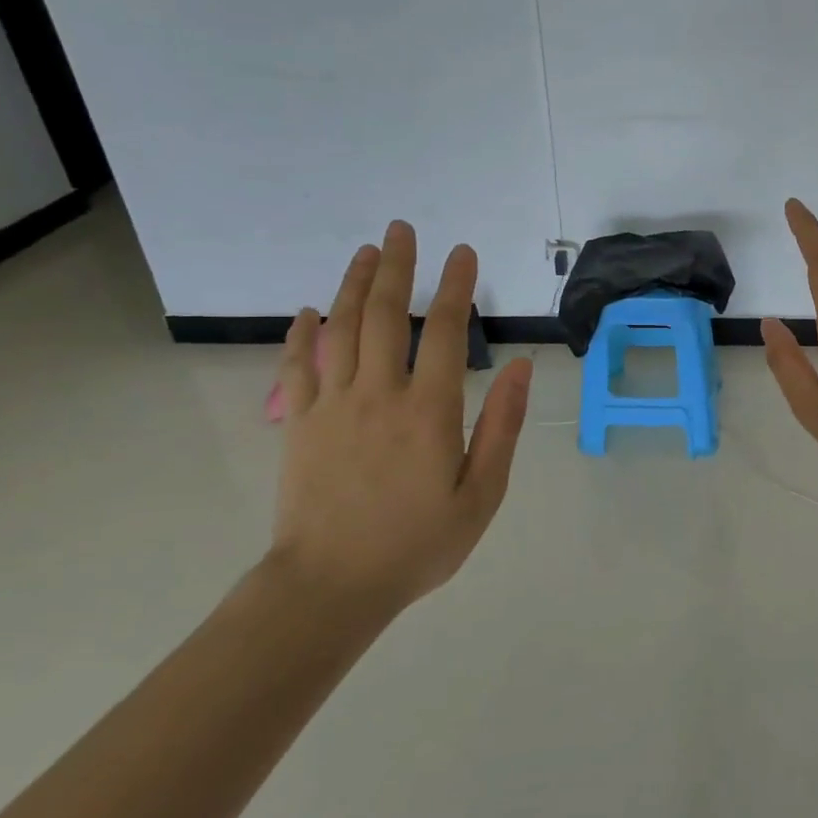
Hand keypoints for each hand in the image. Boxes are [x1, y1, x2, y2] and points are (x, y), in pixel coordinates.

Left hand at [270, 221, 532, 615]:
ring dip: (354, 285)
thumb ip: (502, 426)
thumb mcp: (481, 494)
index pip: (443, 331)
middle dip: (397, 267)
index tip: (462, 253)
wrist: (330, 588)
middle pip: (385, 315)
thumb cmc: (416, 544)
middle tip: (402, 229)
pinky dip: (301, 334)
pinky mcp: (299, 424)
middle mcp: (378, 395)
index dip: (454, 287)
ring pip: (341, 329)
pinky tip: (308, 311)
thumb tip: (520, 368)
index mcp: (428, 411)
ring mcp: (332, 406)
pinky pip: (297, 367)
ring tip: (367, 251)